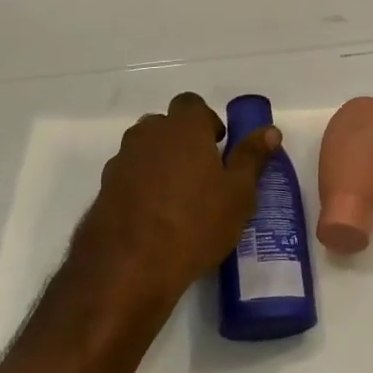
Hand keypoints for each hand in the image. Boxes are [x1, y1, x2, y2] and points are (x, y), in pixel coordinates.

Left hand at [75, 93, 281, 310]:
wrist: (129, 269)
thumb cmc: (195, 224)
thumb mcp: (238, 194)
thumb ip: (252, 158)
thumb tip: (270, 131)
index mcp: (183, 128)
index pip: (192, 104)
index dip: (206, 121)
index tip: (218, 147)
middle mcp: (148, 135)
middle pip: (165, 125)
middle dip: (182, 141)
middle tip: (201, 173)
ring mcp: (121, 162)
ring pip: (144, 150)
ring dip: (159, 162)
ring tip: (177, 197)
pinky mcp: (103, 190)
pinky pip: (128, 177)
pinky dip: (140, 186)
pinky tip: (153, 218)